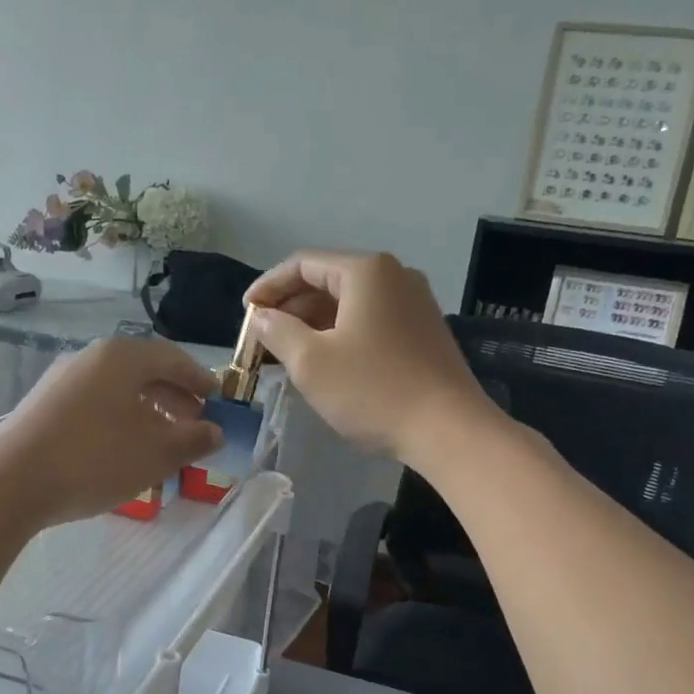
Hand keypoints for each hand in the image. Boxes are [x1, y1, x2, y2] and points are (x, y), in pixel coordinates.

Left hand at [0, 338, 224, 528]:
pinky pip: (94, 403)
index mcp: (122, 358)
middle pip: (145, 372)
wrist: (10, 483)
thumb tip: (216, 432)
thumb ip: (195, 439)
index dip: (201, 380)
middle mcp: (90, 358)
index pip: (173, 358)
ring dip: (148, 411)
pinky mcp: (43, 405)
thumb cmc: (95, 459)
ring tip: (162, 441)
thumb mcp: (158, 453)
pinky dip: (119, 418)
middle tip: (195, 425)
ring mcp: (61, 380)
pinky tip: (122, 450)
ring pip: (118, 389)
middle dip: (176, 398)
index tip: (219, 402)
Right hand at [245, 250, 494, 466]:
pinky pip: (372, 321)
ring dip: (315, 323)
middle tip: (263, 337)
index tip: (246, 313)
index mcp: (366, 271)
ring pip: (351, 303)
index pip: (303, 263)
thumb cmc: (373, 390)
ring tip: (288, 352)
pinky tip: (327, 361)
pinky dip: (342, 334)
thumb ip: (278, 331)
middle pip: (329, 280)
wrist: (448, 429)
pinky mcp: (424, 331)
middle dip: (291, 307)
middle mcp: (395, 275)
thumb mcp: (311, 362)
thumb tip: (262, 316)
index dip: (268, 286)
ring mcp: (415, 303)